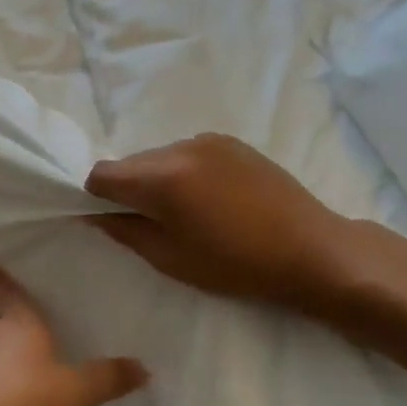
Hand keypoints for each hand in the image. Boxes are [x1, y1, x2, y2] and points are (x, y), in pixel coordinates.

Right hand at [85, 133, 360, 315]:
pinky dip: (184, 172)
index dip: (96, 197)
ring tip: (187, 212)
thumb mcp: (171, 258)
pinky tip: (210, 199)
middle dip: (129, 189)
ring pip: (159, 157)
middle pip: (130, 163)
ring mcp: (208, 141)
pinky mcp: (231, 142)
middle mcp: (179, 148)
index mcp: (162, 178)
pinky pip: (187, 153)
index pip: (102, 174)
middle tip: (152, 222)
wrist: (310, 250)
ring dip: (158, 179)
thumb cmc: (237, 264)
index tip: (111, 219)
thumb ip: (125, 231)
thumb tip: (97, 215)